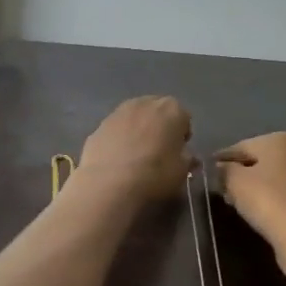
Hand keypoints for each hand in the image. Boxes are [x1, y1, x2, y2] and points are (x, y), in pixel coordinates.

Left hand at [77, 96, 192, 200]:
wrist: (109, 183)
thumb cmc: (155, 174)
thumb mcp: (181, 171)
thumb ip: (186, 158)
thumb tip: (186, 155)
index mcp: (172, 109)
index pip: (184, 117)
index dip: (182, 135)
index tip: (179, 151)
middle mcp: (145, 103)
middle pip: (157, 111)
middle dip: (160, 127)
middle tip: (159, 150)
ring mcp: (118, 111)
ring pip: (134, 118)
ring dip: (138, 130)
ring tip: (136, 155)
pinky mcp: (99, 125)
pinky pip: (116, 129)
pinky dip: (119, 139)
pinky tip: (118, 159)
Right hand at [214, 132, 285, 253]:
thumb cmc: (266, 199)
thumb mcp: (234, 181)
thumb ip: (224, 170)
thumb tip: (221, 167)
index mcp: (280, 140)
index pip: (242, 147)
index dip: (223, 158)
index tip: (208, 169)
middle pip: (260, 162)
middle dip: (240, 174)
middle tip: (221, 188)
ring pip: (273, 179)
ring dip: (255, 188)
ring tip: (236, 202)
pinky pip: (285, 195)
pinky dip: (270, 200)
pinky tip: (258, 212)